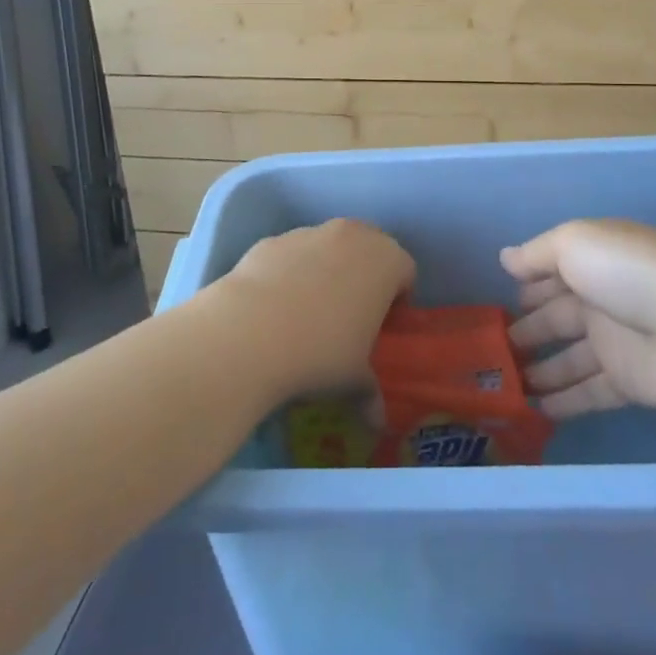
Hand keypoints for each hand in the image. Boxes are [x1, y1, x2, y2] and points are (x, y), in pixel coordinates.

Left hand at [212, 218, 415, 398]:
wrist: (249, 332)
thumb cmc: (321, 353)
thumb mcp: (354, 381)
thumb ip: (370, 394)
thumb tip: (376, 421)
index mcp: (386, 261)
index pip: (405, 271)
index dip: (397, 299)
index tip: (382, 326)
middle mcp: (352, 236)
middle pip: (369, 248)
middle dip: (365, 275)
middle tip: (351, 315)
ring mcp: (309, 232)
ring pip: (328, 246)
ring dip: (327, 269)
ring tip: (308, 312)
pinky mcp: (272, 239)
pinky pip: (292, 253)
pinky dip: (290, 271)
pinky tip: (275, 305)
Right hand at [503, 219, 655, 418]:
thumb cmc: (631, 273)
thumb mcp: (575, 243)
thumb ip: (537, 253)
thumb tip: (504, 259)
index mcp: (590, 261)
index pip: (549, 273)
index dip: (525, 287)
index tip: (495, 305)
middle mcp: (601, 299)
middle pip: (556, 316)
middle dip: (526, 330)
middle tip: (490, 351)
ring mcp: (616, 343)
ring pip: (569, 358)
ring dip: (540, 369)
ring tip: (504, 384)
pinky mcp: (629, 384)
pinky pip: (588, 392)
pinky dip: (563, 401)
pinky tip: (534, 409)